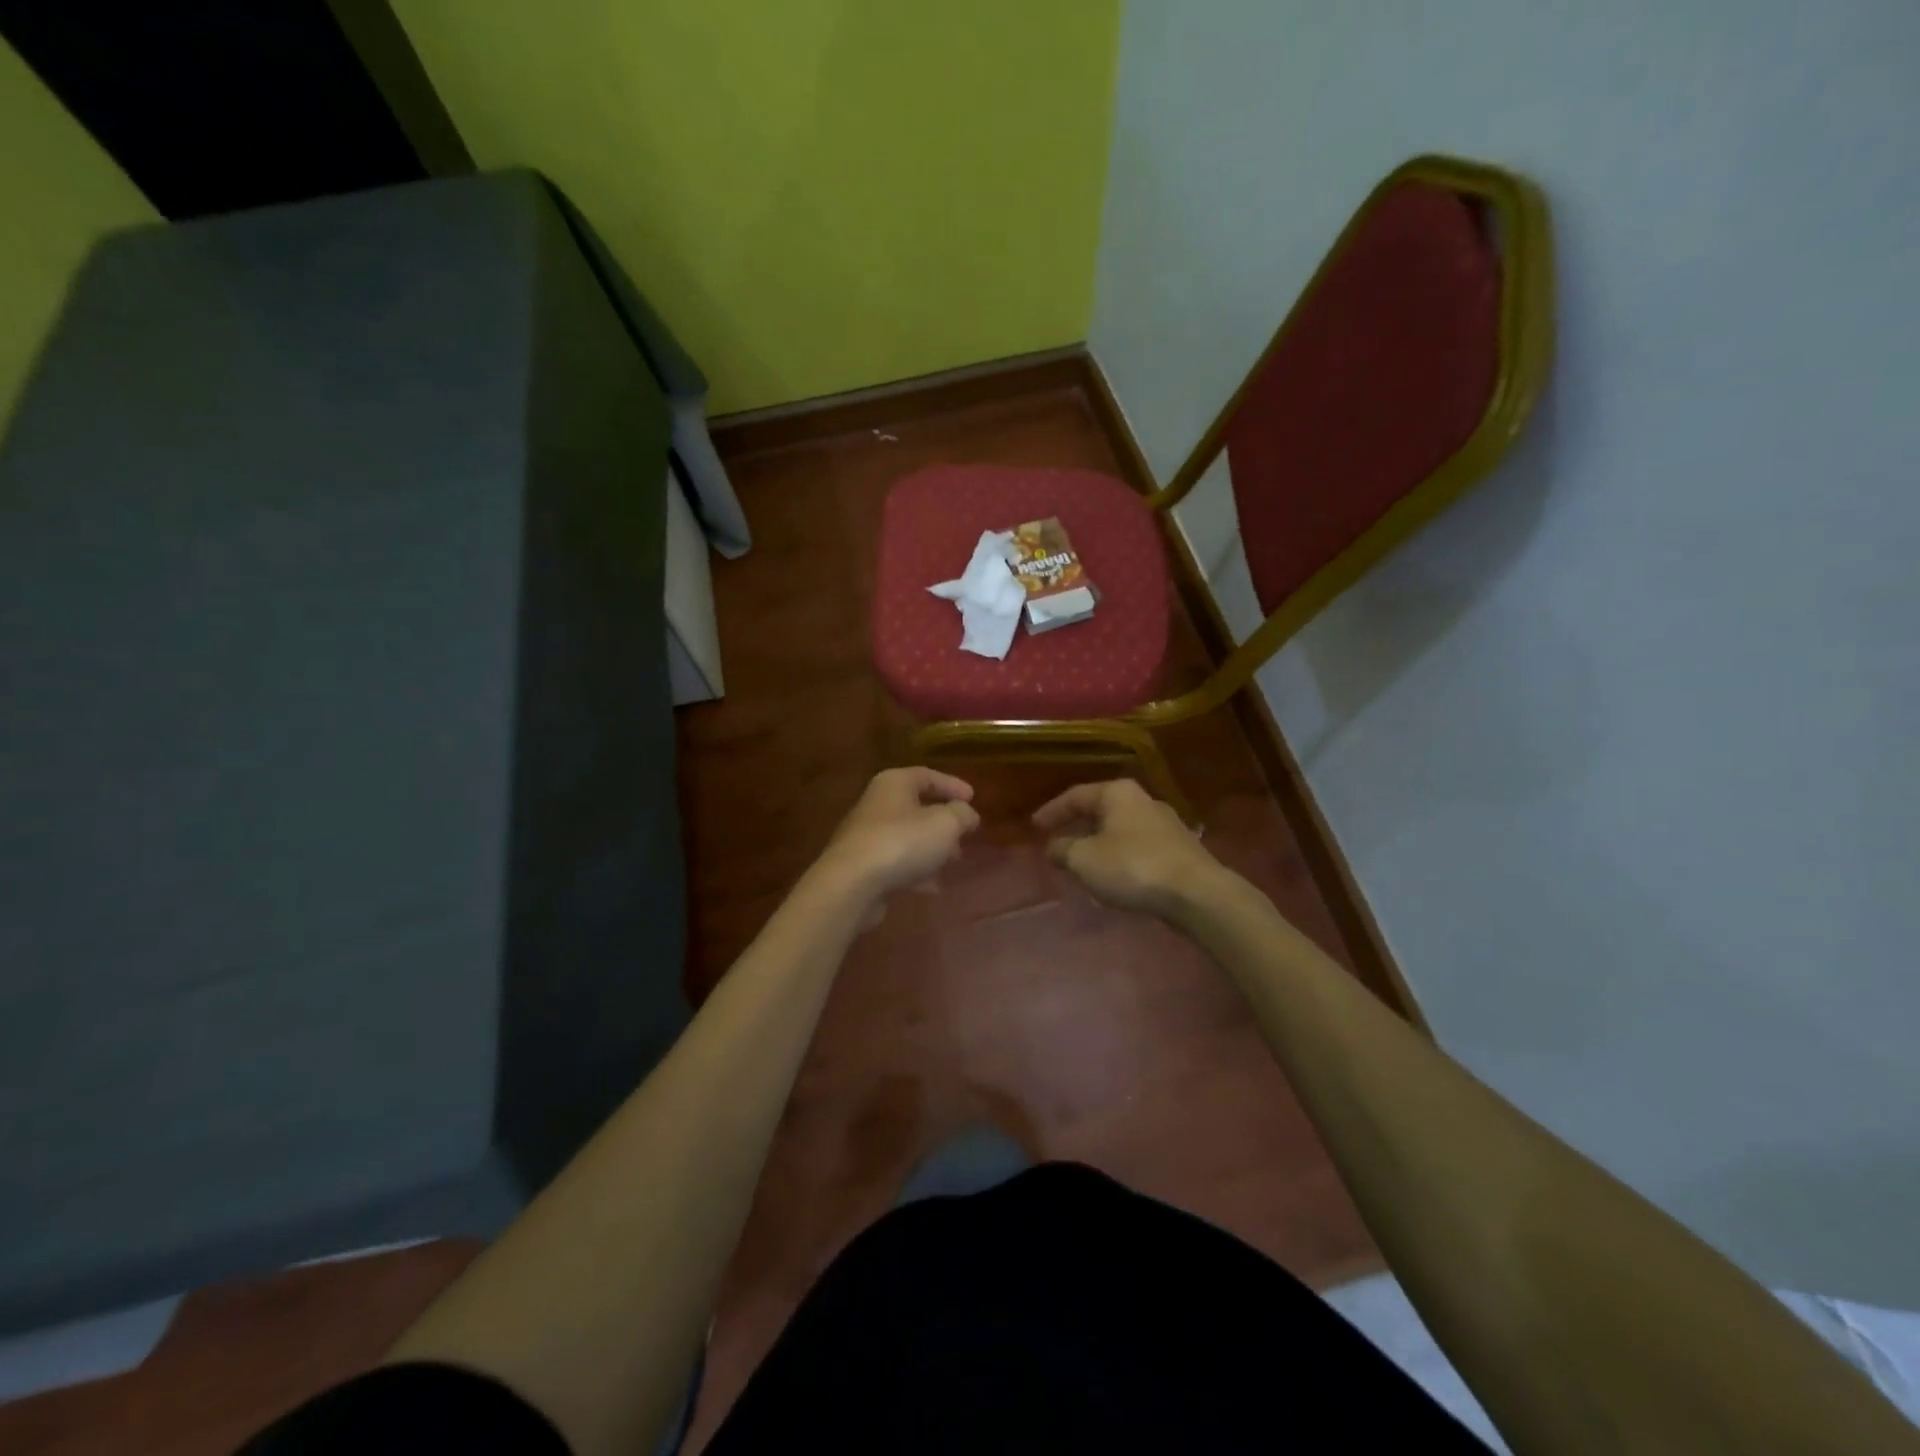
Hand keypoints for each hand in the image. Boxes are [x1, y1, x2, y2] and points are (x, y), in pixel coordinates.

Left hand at [816, 767, 980, 901]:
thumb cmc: (902, 842)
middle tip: (965, 834)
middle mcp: (876, 803)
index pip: (927, 775)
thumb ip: (962, 815)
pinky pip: (896, 862)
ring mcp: (866, 835)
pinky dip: (916, 870)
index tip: (973, 798)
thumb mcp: (945, 824)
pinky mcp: (862, 865)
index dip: (952, 785)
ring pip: (907, 836)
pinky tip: (932, 887)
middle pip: (916, 806)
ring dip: (931, 847)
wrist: (852, 884)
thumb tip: (967, 814)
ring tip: (953, 861)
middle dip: (943, 821)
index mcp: (894, 783)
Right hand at [1033, 779, 1224, 916]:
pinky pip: (1136, 846)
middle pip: (1100, 810)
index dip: (1051, 811)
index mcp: (1117, 793)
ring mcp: (1164, 823)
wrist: (1197, 893)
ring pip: (1119, 829)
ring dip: (1098, 843)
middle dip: (1077, 826)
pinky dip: (1118, 855)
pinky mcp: (1178, 848)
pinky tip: (1112, 874)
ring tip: (1082, 861)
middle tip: (1057, 841)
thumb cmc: (1133, 867)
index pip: (1075, 796)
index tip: (1034, 827)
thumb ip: (1063, 850)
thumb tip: (1053, 847)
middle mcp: (1142, 800)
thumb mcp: (1085, 860)